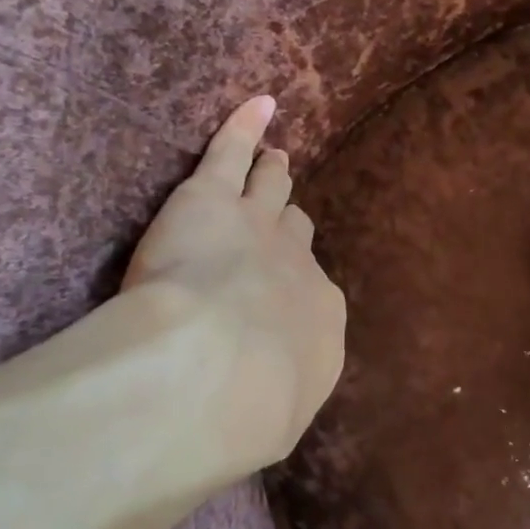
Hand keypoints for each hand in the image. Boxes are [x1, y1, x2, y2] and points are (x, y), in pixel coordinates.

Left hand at [123, 96, 345, 470]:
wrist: (218, 367)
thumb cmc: (247, 411)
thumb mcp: (272, 423)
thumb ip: (273, 405)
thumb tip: (264, 412)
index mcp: (316, 320)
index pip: (311, 295)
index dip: (294, 288)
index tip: (279, 295)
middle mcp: (296, 266)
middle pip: (297, 235)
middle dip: (290, 226)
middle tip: (284, 216)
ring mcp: (258, 225)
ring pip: (271, 189)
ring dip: (273, 174)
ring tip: (275, 159)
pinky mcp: (212, 197)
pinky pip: (232, 151)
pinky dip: (245, 126)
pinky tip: (258, 105)